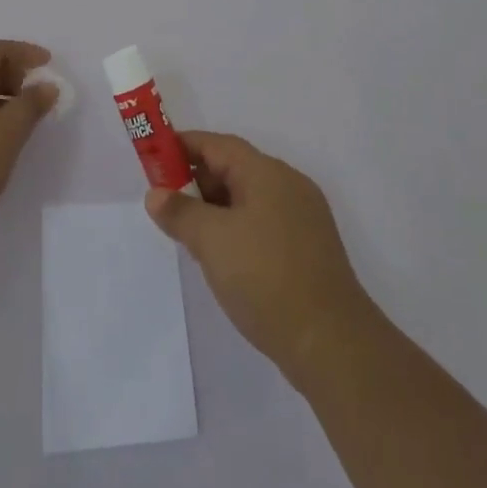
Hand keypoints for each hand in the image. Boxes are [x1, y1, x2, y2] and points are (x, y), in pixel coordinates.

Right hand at [146, 131, 376, 383]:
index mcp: (267, 172)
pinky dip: (238, 227)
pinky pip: (264, 222)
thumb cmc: (265, 277)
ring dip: (217, 207)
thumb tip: (155, 194)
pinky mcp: (310, 248)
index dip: (184, 147)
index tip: (155, 157)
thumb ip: (180, 213)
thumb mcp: (212, 241)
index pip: (218, 145)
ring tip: (189, 232)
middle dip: (198, 180)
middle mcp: (289, 184)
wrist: (331, 343)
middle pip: (235, 168)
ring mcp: (304, 216)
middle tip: (167, 201)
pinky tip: (224, 257)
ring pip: (249, 198)